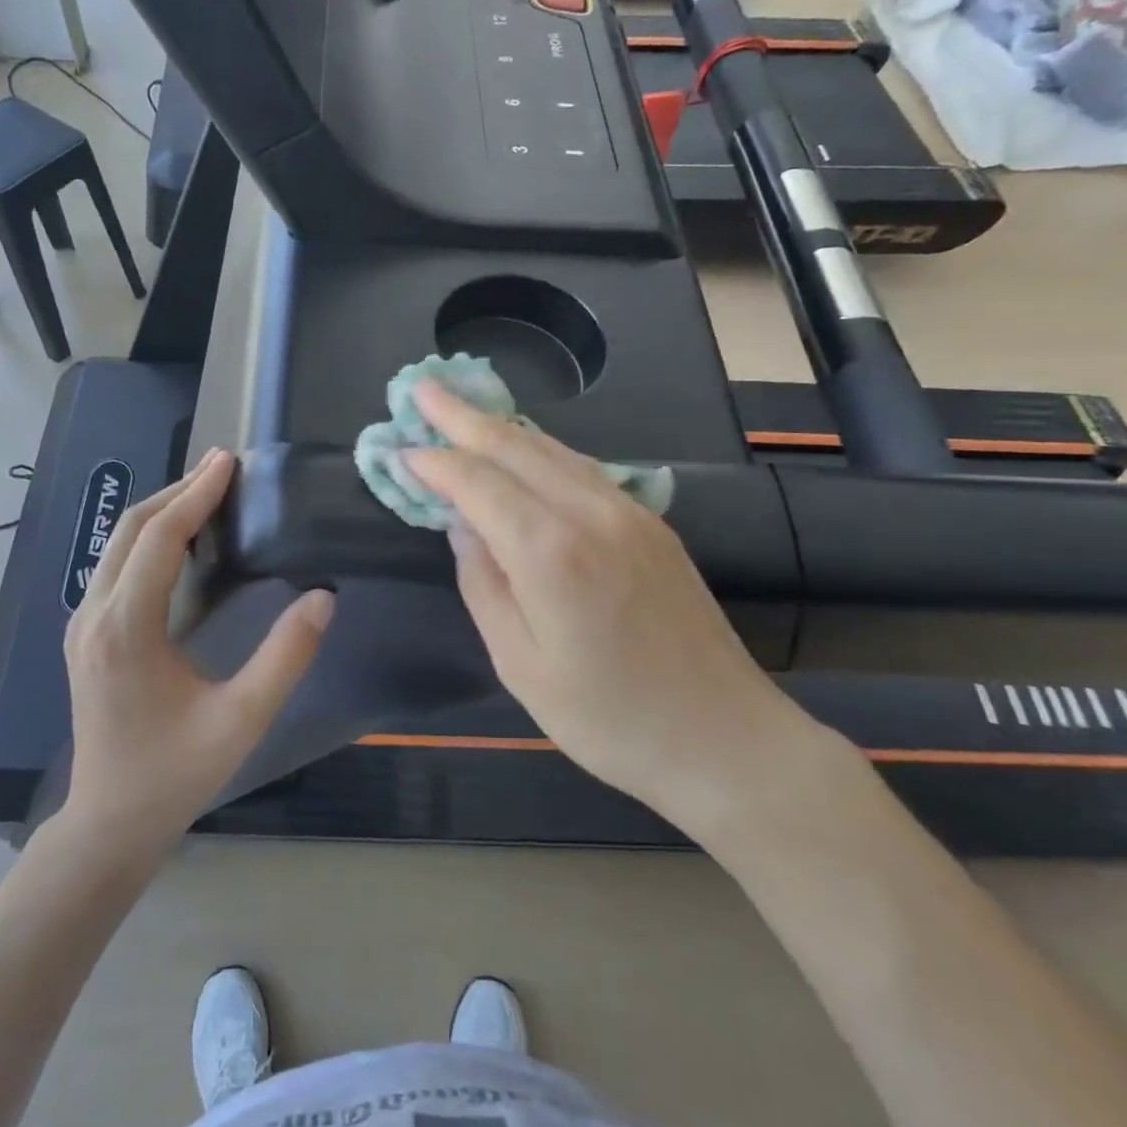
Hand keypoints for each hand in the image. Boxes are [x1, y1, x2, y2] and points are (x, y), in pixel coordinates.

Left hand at [62, 448, 334, 848]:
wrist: (108, 822)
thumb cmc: (176, 773)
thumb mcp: (242, 719)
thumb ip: (286, 656)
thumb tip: (323, 597)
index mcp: (126, 628)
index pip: (160, 537)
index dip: (197, 494)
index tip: (230, 461)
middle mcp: (94, 615)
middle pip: (132, 528)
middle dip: (178, 491)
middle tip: (225, 467)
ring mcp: (83, 624)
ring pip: (119, 544)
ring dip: (163, 511)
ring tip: (209, 493)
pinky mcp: (85, 635)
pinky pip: (117, 566)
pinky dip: (150, 538)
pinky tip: (183, 542)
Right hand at [404, 382, 814, 835]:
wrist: (726, 739)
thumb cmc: (610, 719)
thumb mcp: (522, 666)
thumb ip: (484, 586)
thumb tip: (462, 526)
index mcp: (552, 554)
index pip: (479, 483)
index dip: (436, 462)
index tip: (400, 450)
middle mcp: (591, 514)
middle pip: (516, 446)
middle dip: (463, 416)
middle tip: (422, 387)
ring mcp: (629, 512)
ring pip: (552, 449)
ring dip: (501, 426)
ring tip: (462, 410)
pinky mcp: (651, 523)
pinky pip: (581, 468)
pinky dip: (539, 450)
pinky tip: (521, 450)